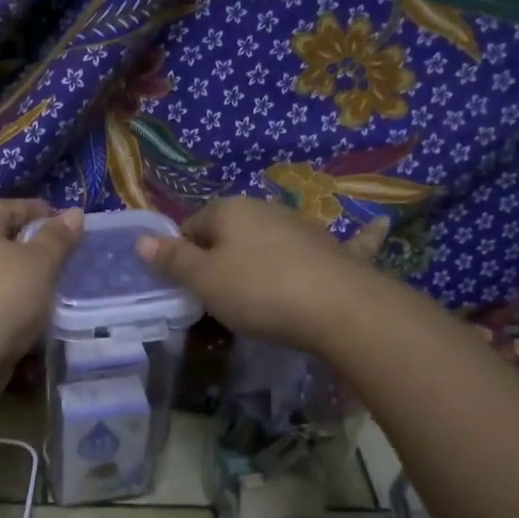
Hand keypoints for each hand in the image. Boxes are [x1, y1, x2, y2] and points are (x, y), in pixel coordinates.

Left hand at [0, 200, 82, 370]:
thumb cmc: (4, 296)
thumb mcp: (40, 262)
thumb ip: (58, 237)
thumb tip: (75, 212)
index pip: (12, 206)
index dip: (43, 212)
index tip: (71, 228)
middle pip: (3, 238)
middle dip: (34, 247)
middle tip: (67, 259)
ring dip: (24, 277)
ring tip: (55, 288)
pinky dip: (13, 301)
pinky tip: (33, 314)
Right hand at [137, 196, 372, 356]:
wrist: (339, 308)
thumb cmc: (259, 291)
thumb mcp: (204, 281)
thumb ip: (173, 260)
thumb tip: (141, 239)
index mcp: (230, 210)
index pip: (191, 226)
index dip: (182, 257)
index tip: (185, 289)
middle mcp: (267, 209)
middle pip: (230, 233)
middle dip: (219, 259)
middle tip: (216, 299)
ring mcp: (305, 227)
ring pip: (271, 241)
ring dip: (261, 259)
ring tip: (258, 296)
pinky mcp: (337, 250)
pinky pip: (342, 242)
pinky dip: (353, 237)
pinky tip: (377, 225)